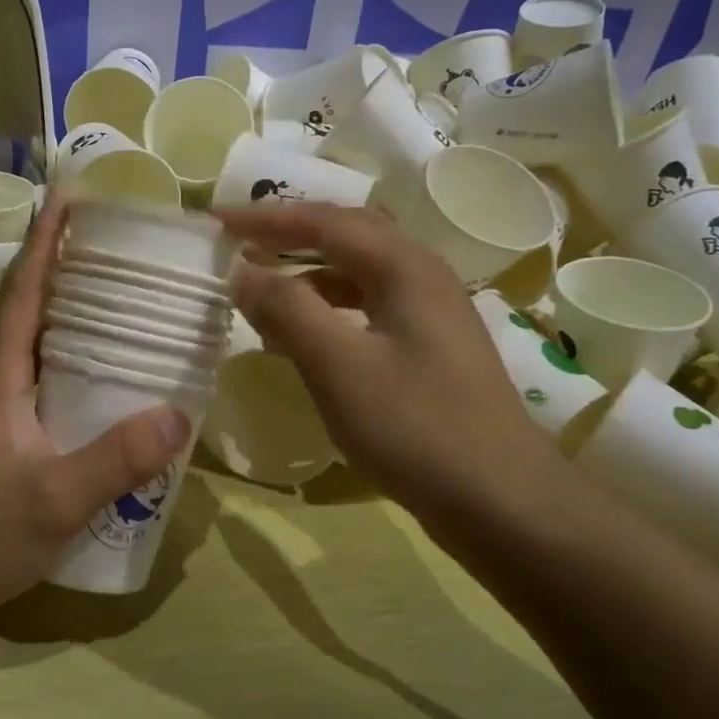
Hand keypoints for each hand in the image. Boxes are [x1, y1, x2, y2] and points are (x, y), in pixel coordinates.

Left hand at [0, 193, 192, 624]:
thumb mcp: (54, 499)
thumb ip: (114, 460)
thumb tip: (177, 415)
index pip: (23, 291)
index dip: (45, 242)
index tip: (70, 198)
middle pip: (32, 307)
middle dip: (68, 268)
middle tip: (122, 248)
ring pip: (38, 343)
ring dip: (72, 313)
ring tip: (125, 300)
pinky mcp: (5, 436)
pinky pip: (45, 378)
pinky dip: (74, 360)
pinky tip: (108, 377)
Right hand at [216, 203, 560, 536]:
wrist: (501, 500)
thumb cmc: (415, 427)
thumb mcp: (339, 366)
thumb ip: (287, 310)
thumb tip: (244, 271)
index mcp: (404, 267)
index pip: (324, 221)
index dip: (266, 218)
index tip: (217, 222)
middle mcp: (422, 277)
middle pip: (347, 236)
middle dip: (290, 236)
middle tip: (240, 246)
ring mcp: (431, 314)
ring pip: (358, 275)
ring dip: (307, 276)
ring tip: (261, 293)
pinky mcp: (430, 350)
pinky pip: (368, 310)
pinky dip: (328, 312)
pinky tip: (302, 340)